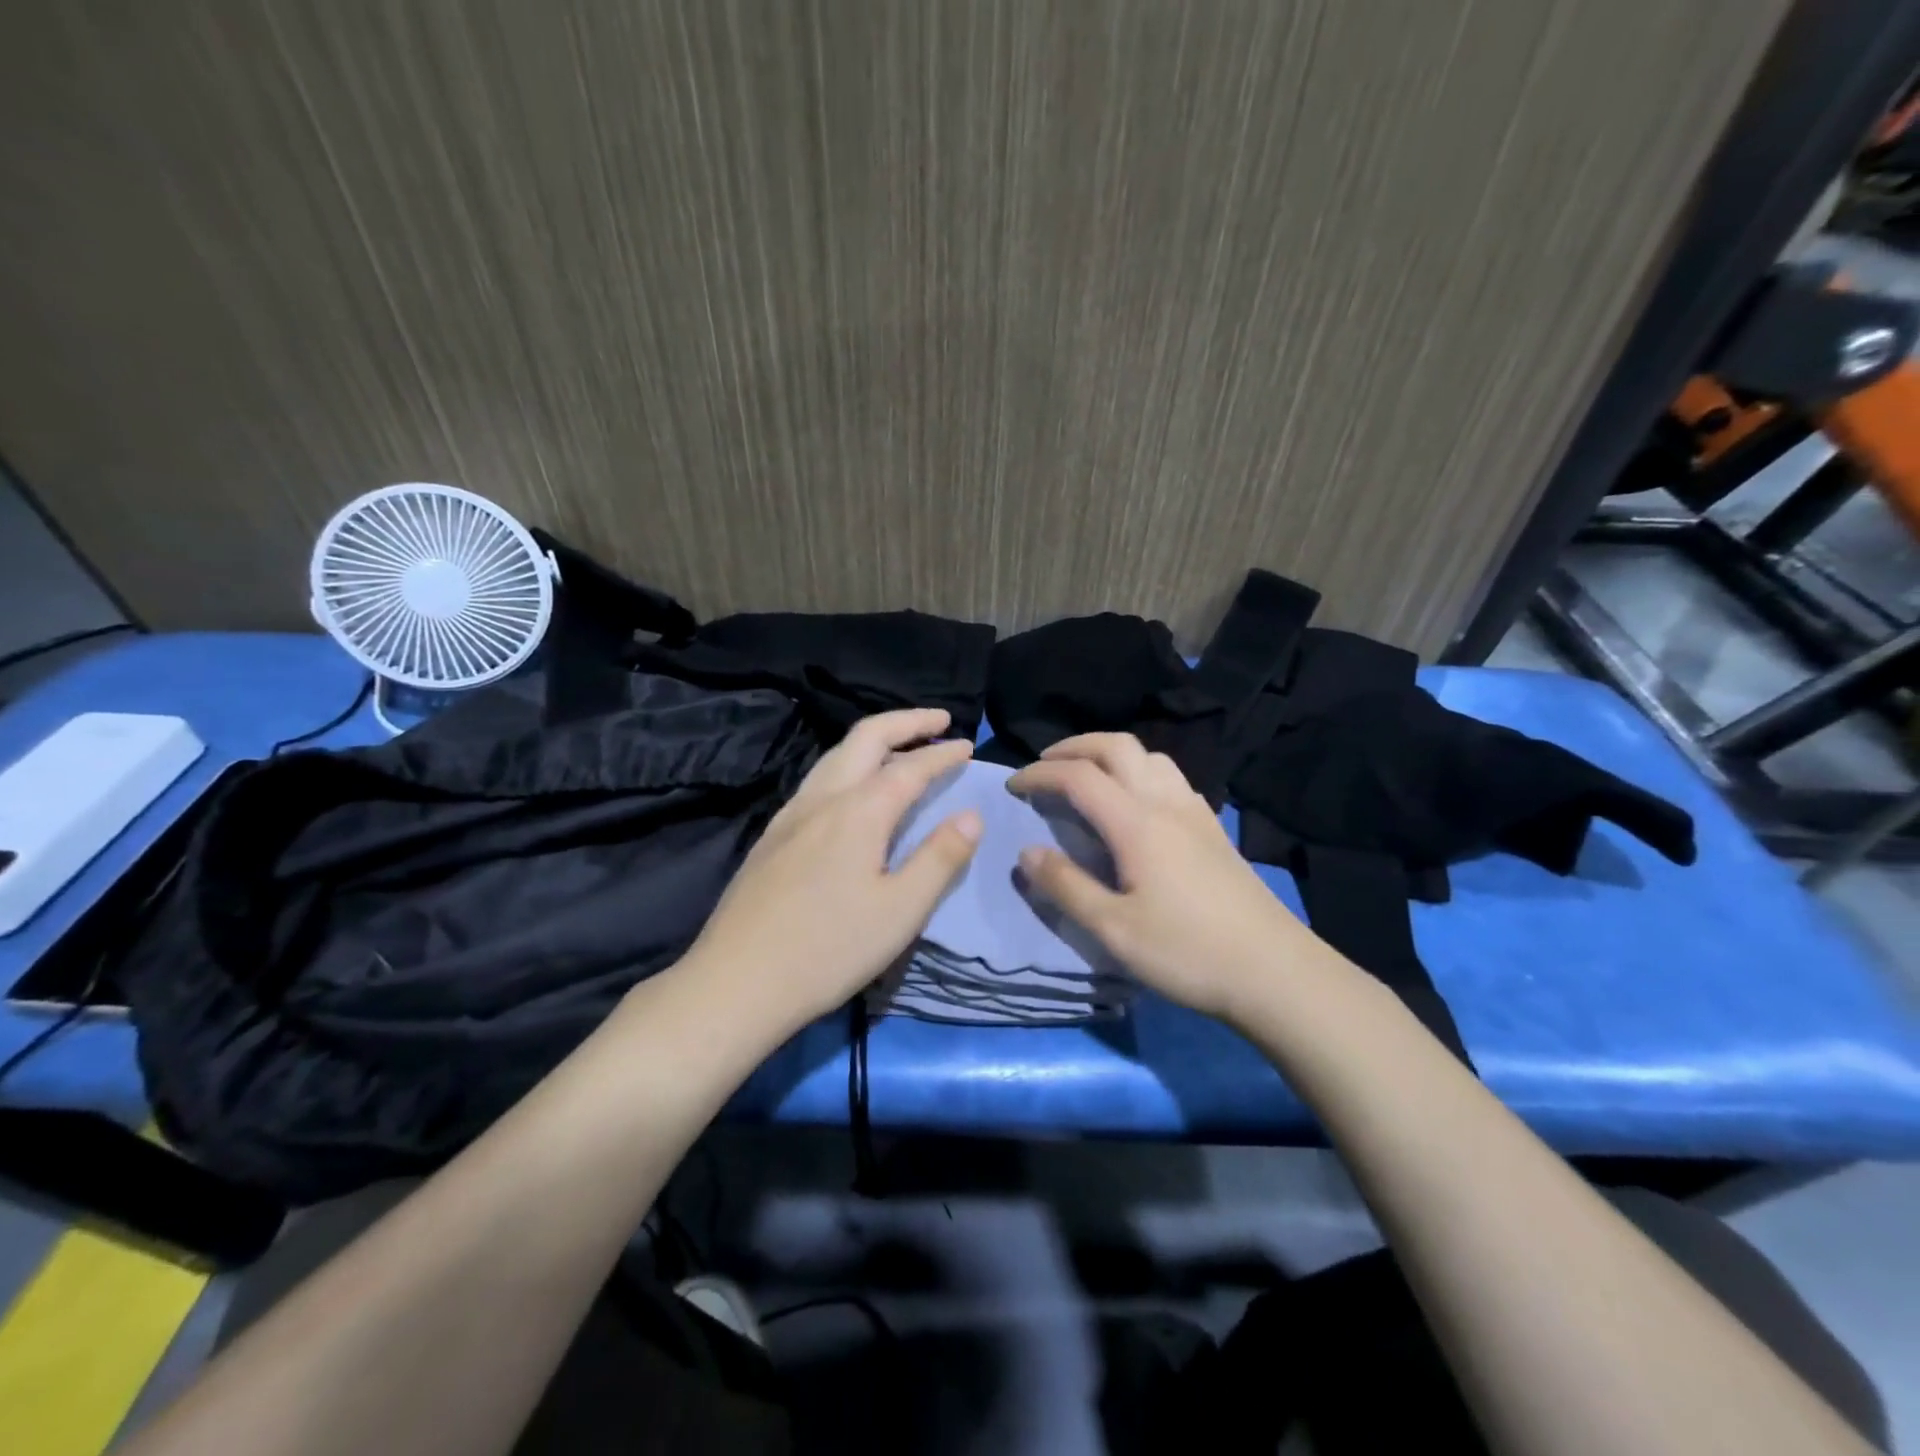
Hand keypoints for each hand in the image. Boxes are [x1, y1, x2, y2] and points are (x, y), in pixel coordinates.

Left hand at [675, 708, 981, 1032]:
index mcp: (859, 812)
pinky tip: (852, 789)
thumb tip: (970, 815)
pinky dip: (848, 763)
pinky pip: (818, 779)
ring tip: (901, 746)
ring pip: (836, 754)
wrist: (737, 981)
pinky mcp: (772, 836)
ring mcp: (791, 815)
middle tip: (938, 720)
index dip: (942, 753)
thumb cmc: (828, 949)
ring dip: (874, 739)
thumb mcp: (901, 910)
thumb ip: (940, 858)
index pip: (910, 767)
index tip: (967, 745)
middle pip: (866, 738)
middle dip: (906, 722)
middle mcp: (823, 799)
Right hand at [1008, 734, 1307, 1019]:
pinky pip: (1172, 778)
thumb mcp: (1114, 930)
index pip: (1079, 776)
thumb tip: (1026, 853)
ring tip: (1089, 777)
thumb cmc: (1188, 952)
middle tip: (1045, 765)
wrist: (1276, 972)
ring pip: (1151, 756)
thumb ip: (1066, 887)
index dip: (1040, 774)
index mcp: (1137, 823)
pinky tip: (1138, 803)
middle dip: (1075, 747)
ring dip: (1112, 754)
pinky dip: (1141, 772)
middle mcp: (1166, 803)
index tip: (1013, 786)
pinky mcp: (1214, 830)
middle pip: (1118, 747)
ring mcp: (1196, 813)